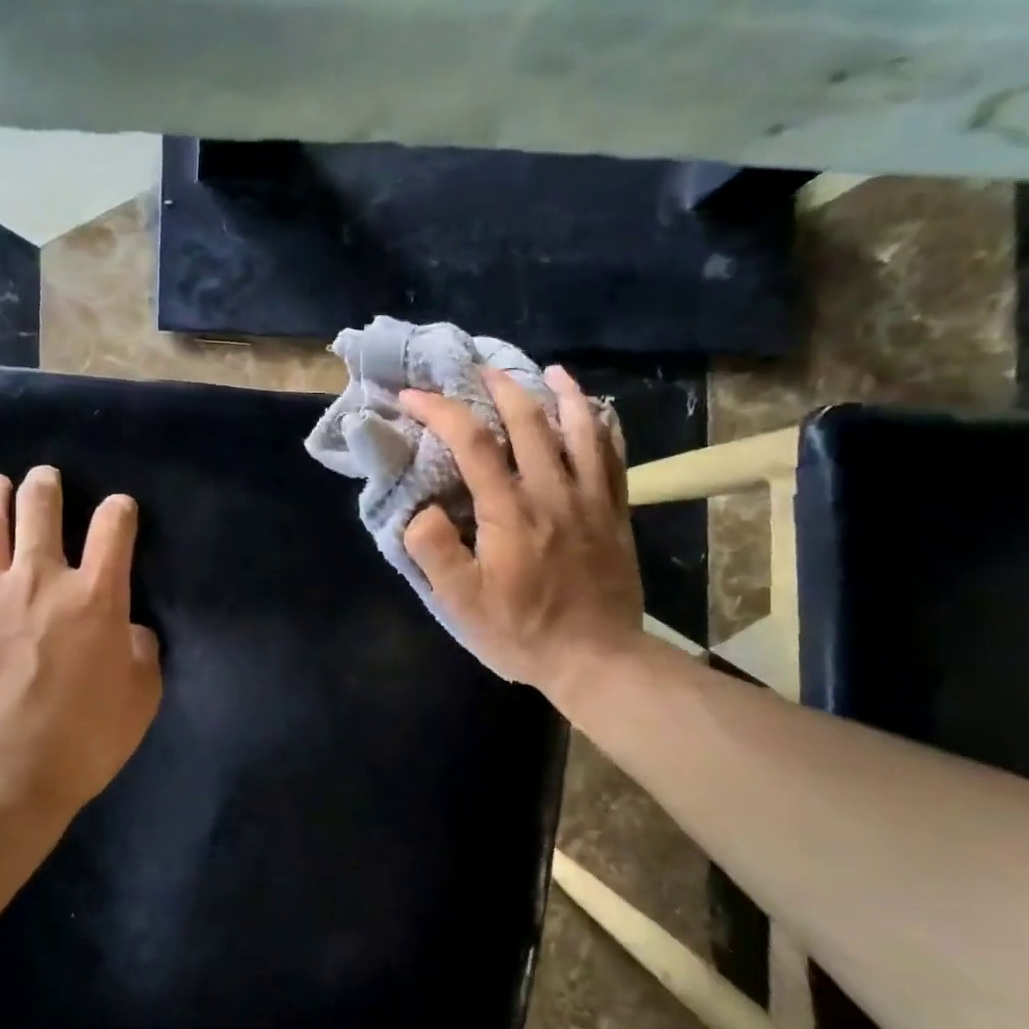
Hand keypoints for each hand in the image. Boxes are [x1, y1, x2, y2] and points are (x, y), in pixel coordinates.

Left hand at [0, 467, 161, 813]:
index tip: (119, 509)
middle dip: (46, 487)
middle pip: (40, 511)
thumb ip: (141, 652)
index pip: (113, 529)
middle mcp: (39, 580)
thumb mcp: (140, 698)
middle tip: (45, 477)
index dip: (119, 511)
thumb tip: (130, 630)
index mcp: (94, 596)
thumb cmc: (83, 740)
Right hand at [400, 365, 643, 715]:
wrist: (598, 659)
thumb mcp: (461, 603)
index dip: (439, 411)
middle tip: (477, 369)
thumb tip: (421, 509)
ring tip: (547, 371)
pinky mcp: (615, 513)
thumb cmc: (522, 631)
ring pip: (580, 428)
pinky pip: (612, 456)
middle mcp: (553, 491)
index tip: (412, 397)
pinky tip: (595, 414)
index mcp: (510, 510)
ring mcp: (591, 499)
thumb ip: (434, 551)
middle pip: (528, 420)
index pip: (472, 442)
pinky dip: (602, 426)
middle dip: (498, 386)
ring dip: (561, 393)